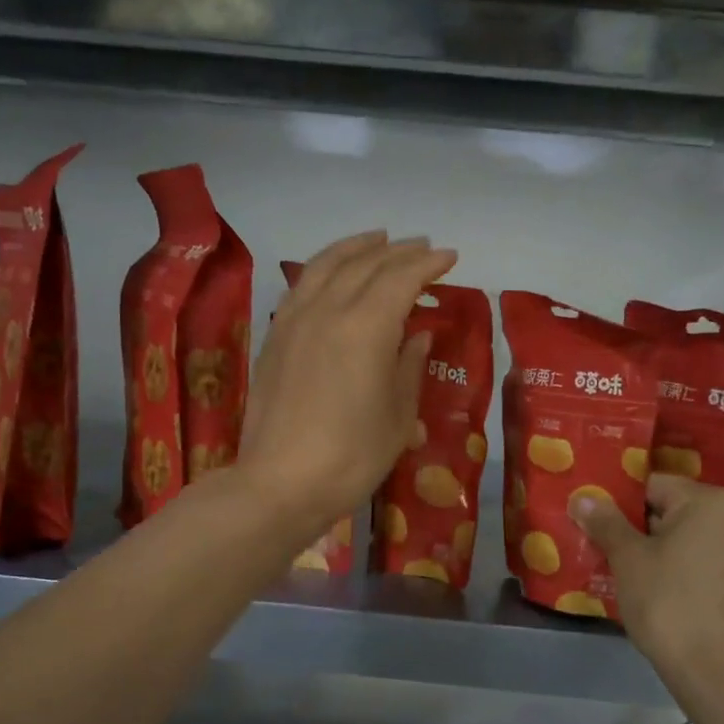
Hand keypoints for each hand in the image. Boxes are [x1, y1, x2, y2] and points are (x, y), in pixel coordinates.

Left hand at [237, 232, 456, 544]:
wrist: (280, 483)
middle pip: (366, 265)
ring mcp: (295, 319)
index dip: (427, 265)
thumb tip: (415, 337)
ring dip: (357, 248)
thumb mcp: (398, 418)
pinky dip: (323, 267)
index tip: (449, 257)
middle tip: (422, 247)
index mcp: (366, 328)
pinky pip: (302, 285)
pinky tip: (332, 271)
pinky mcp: (275, 336)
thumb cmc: (352, 457)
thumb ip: (409, 369)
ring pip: (327, 265)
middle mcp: (328, 310)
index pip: (401, 278)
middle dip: (398, 252)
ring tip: (378, 240)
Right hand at [573, 474, 723, 676]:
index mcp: (710, 501)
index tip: (601, 528)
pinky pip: (711, 564)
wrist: (714, 668)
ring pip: (694, 540)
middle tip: (612, 553)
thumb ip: (606, 522)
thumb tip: (583, 497)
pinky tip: (668, 596)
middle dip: (643, 530)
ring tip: (636, 577)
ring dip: (666, 552)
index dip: (621, 505)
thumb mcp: (628, 559)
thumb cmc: (667, 601)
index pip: (654, 486)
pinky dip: (689, 572)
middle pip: (676, 511)